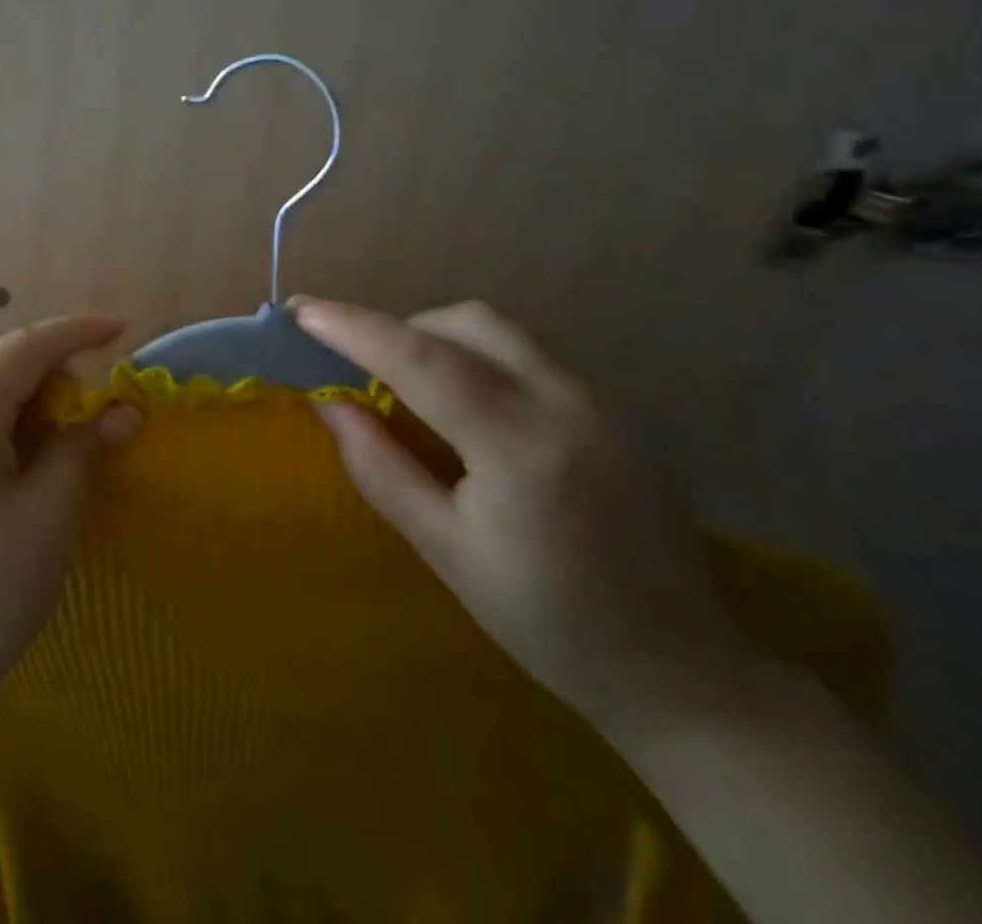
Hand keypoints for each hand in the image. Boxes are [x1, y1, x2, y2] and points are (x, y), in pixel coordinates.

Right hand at [295, 297, 754, 734]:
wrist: (679, 671)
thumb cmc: (545, 622)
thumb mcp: (444, 551)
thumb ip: (380, 468)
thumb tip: (329, 404)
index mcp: (522, 449)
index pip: (423, 361)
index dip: (356, 329)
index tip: (303, 310)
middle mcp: (570, 405)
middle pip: (469, 323)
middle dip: (402, 327)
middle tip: (359, 363)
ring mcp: (605, 403)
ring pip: (503, 331)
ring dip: (442, 338)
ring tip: (409, 382)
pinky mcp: (619, 411)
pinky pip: (531, 355)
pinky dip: (480, 357)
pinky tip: (468, 404)